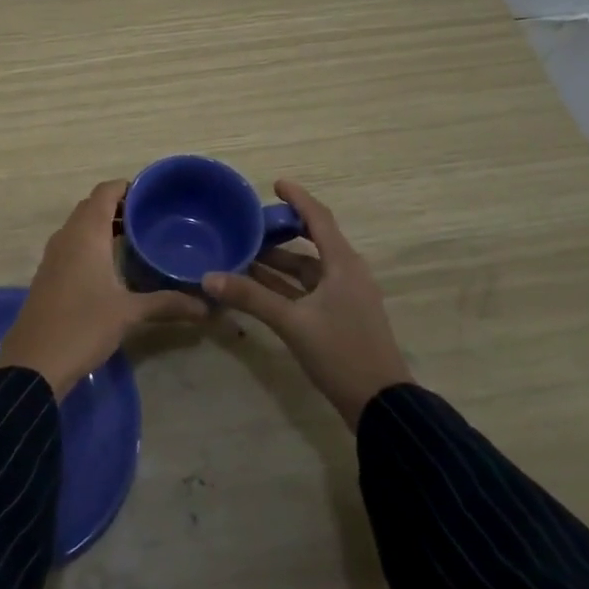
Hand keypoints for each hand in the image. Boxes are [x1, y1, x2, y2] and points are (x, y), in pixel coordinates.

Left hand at [0, 179, 208, 398]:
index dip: (128, 187)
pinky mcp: (49, 274)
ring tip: (137, 239)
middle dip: (120, 206)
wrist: (34, 362)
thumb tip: (206, 306)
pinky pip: (73, 245)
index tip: (154, 196)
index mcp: (86, 234)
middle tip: (151, 218)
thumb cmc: (83, 326)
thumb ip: (168, 304)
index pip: (105, 192)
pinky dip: (93, 244)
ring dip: (105, 226)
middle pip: (92, 206)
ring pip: (81, 226)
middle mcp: (67, 236)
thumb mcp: (129, 313)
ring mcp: (54, 255)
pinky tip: (113, 266)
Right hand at [203, 180, 411, 429]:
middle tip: (250, 223)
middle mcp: (346, 273)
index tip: (274, 184)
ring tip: (245, 252)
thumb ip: (251, 298)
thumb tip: (208, 277)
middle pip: (312, 240)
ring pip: (308, 268)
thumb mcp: (292, 323)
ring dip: (280, 260)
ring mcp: (345, 296)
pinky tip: (258, 285)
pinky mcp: (340, 316)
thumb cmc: (341, 352)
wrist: (380, 404)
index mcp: (343, 264)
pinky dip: (285, 283)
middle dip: (282, 231)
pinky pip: (308, 288)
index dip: (297, 198)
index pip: (318, 218)